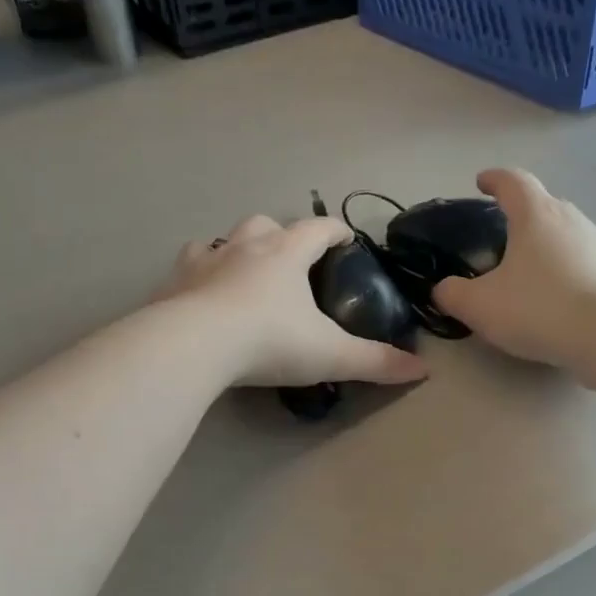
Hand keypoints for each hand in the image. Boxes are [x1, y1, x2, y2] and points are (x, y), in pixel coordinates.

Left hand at [160, 215, 430, 388]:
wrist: (194, 346)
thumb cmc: (269, 341)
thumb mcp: (331, 355)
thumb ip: (376, 362)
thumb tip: (422, 370)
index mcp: (286, 253)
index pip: (319, 228)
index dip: (336, 232)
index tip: (346, 240)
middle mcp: (245, 245)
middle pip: (266, 224)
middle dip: (281, 236)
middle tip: (290, 262)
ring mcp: (204, 260)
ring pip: (222, 240)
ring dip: (235, 249)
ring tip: (242, 273)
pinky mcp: (173, 282)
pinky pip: (188, 268)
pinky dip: (198, 275)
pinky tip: (200, 294)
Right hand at [433, 169, 595, 368]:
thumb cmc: (536, 308)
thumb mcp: (479, 306)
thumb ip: (452, 294)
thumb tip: (443, 290)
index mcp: (535, 215)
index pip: (512, 181)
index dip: (494, 179)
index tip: (481, 182)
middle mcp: (569, 219)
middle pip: (543, 204)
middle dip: (522, 212)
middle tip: (504, 232)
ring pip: (565, 232)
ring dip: (546, 242)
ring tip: (529, 266)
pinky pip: (582, 261)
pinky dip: (565, 269)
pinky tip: (556, 294)